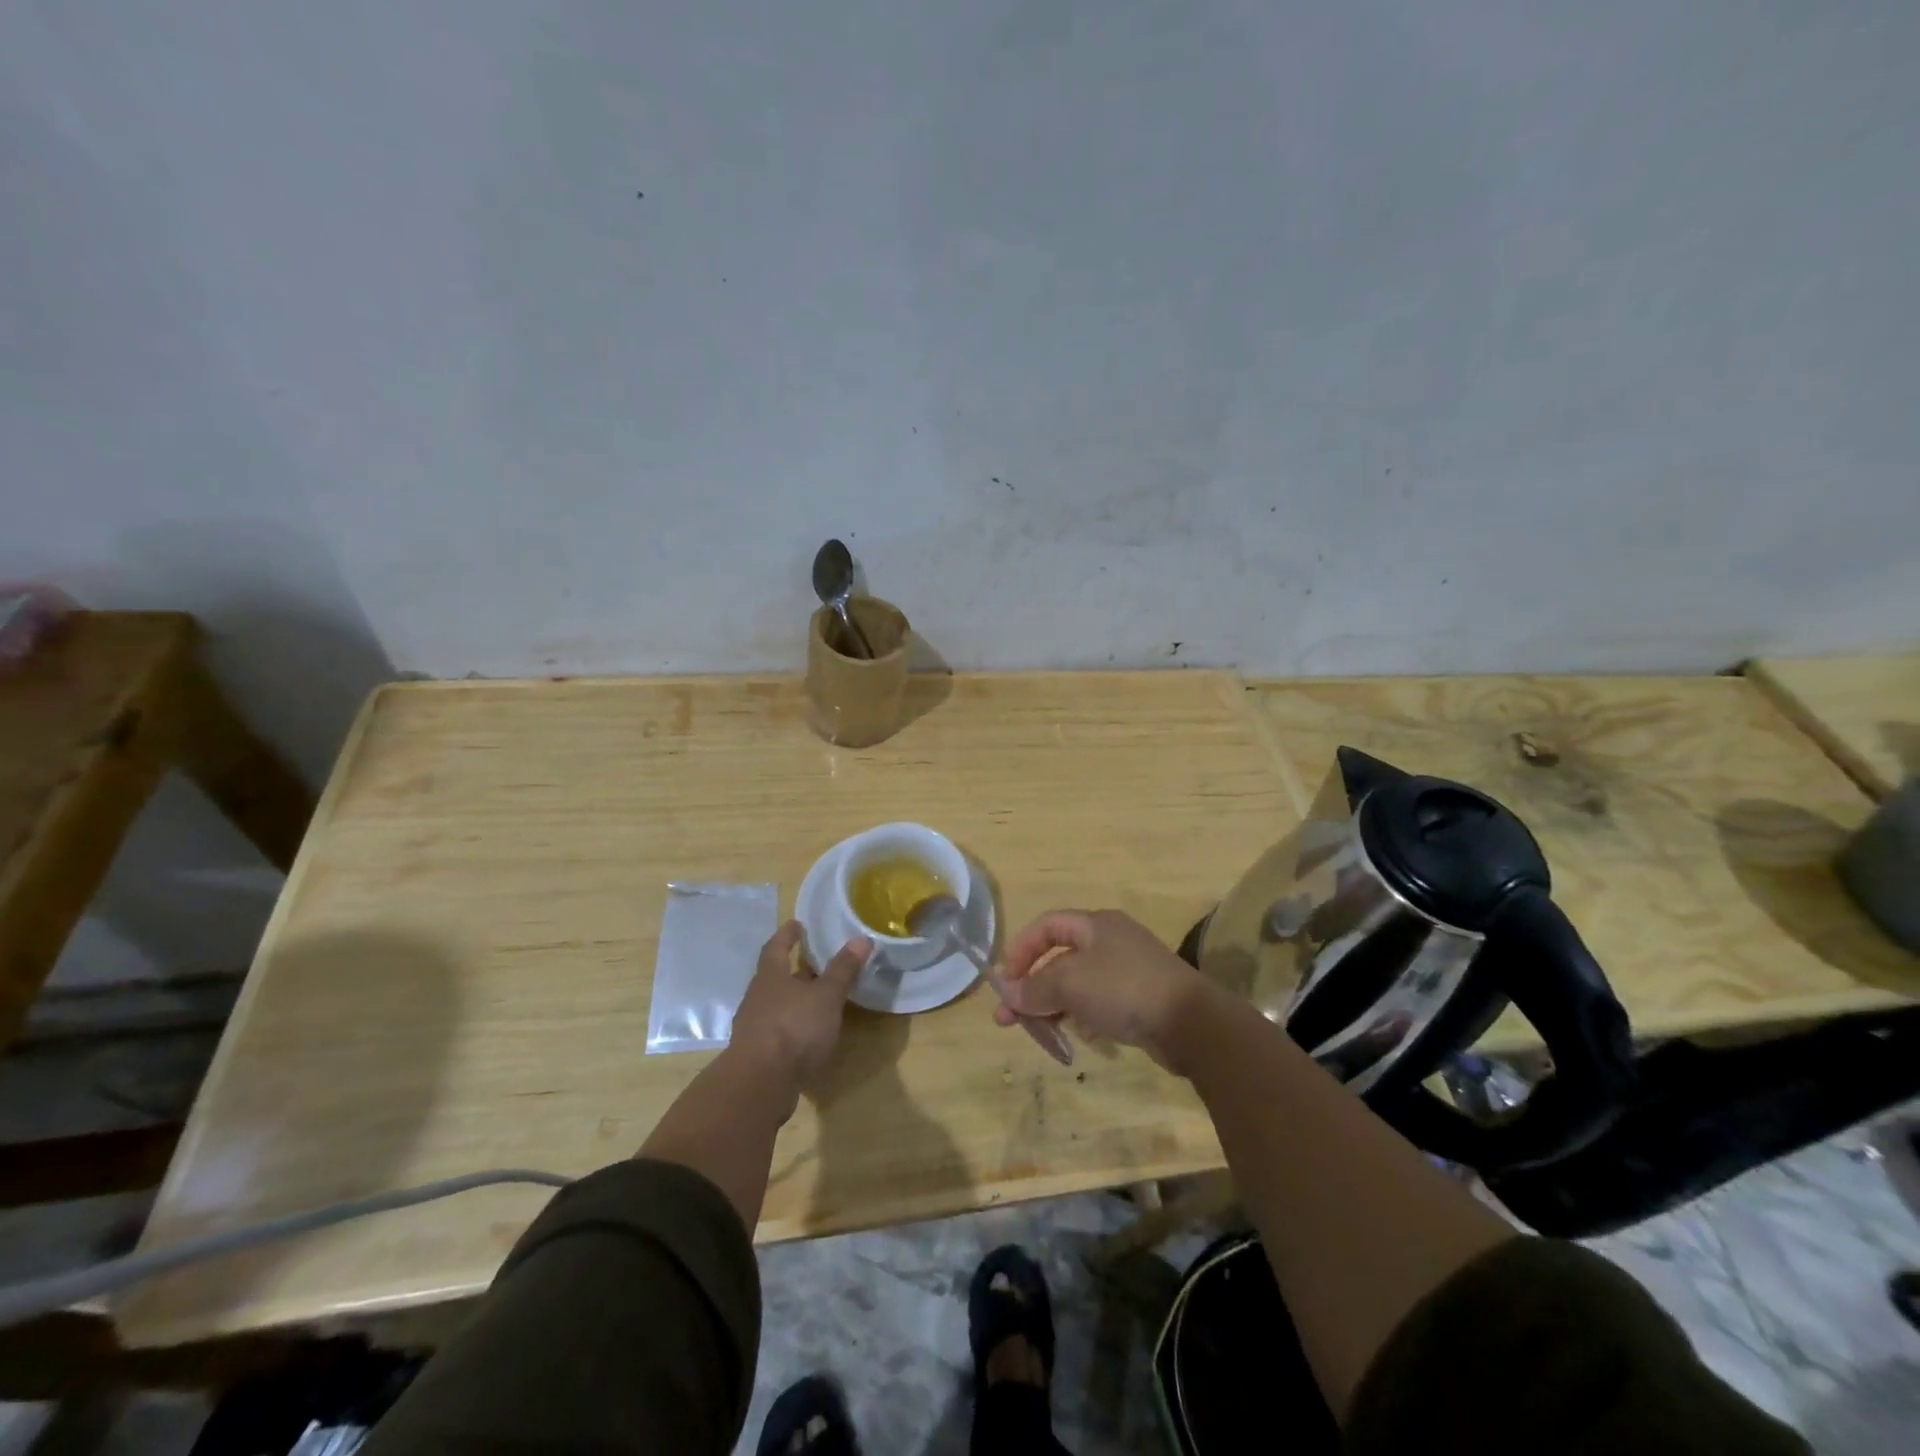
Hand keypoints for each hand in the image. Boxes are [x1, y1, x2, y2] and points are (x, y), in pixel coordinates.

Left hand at [730, 921, 871, 1086]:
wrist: (760, 1085)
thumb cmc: (794, 1028)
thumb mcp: (826, 996)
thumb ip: (843, 969)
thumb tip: (862, 938)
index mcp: (770, 976)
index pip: (776, 946)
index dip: (787, 934)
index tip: (797, 924)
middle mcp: (758, 997)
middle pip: (775, 976)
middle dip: (794, 968)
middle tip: (816, 961)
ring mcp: (755, 1027)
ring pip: (776, 1004)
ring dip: (795, 999)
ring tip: (818, 998)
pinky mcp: (758, 1054)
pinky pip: (778, 1030)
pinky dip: (793, 1026)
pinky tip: (809, 1034)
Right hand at [995, 910, 1215, 1072]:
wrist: (1190, 1023)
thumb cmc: (1124, 988)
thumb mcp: (1070, 984)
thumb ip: (1035, 988)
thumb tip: (1008, 995)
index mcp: (1096, 925)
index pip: (1048, 926)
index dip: (1022, 949)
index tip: (1006, 980)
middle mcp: (1111, 941)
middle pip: (1060, 958)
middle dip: (1032, 987)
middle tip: (1010, 1018)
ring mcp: (1128, 971)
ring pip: (1078, 984)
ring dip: (1053, 1005)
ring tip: (1038, 1032)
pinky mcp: (1139, 999)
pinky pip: (1098, 1003)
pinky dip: (1079, 1016)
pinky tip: (1071, 1036)